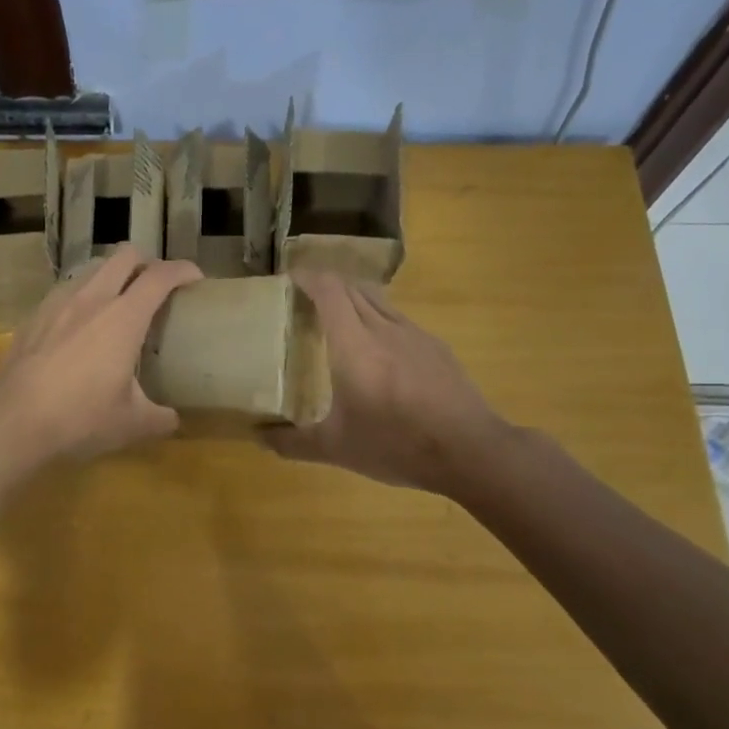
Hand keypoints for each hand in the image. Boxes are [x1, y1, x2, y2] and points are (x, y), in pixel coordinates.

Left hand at [0, 245, 201, 484]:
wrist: (11, 423)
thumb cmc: (79, 420)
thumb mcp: (130, 424)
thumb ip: (160, 418)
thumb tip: (174, 419)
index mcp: (123, 318)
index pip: (159, 276)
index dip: (182, 270)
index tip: (195, 278)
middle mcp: (92, 299)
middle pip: (124, 256)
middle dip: (147, 261)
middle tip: (156, 284)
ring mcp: (58, 304)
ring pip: (92, 268)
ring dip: (113, 274)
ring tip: (119, 300)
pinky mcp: (34, 316)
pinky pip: (66, 289)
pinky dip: (83, 293)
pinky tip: (80, 322)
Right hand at [263, 271, 504, 495]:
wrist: (469, 450)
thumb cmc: (396, 445)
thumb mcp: (336, 449)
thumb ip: (292, 442)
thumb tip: (259, 436)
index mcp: (354, 346)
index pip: (329, 291)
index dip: (308, 278)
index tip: (289, 280)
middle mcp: (383, 329)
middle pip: (353, 288)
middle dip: (327, 285)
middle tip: (304, 300)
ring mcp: (414, 334)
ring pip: (378, 299)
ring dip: (354, 298)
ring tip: (337, 317)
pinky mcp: (435, 347)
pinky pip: (398, 318)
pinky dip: (378, 318)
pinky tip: (377, 346)